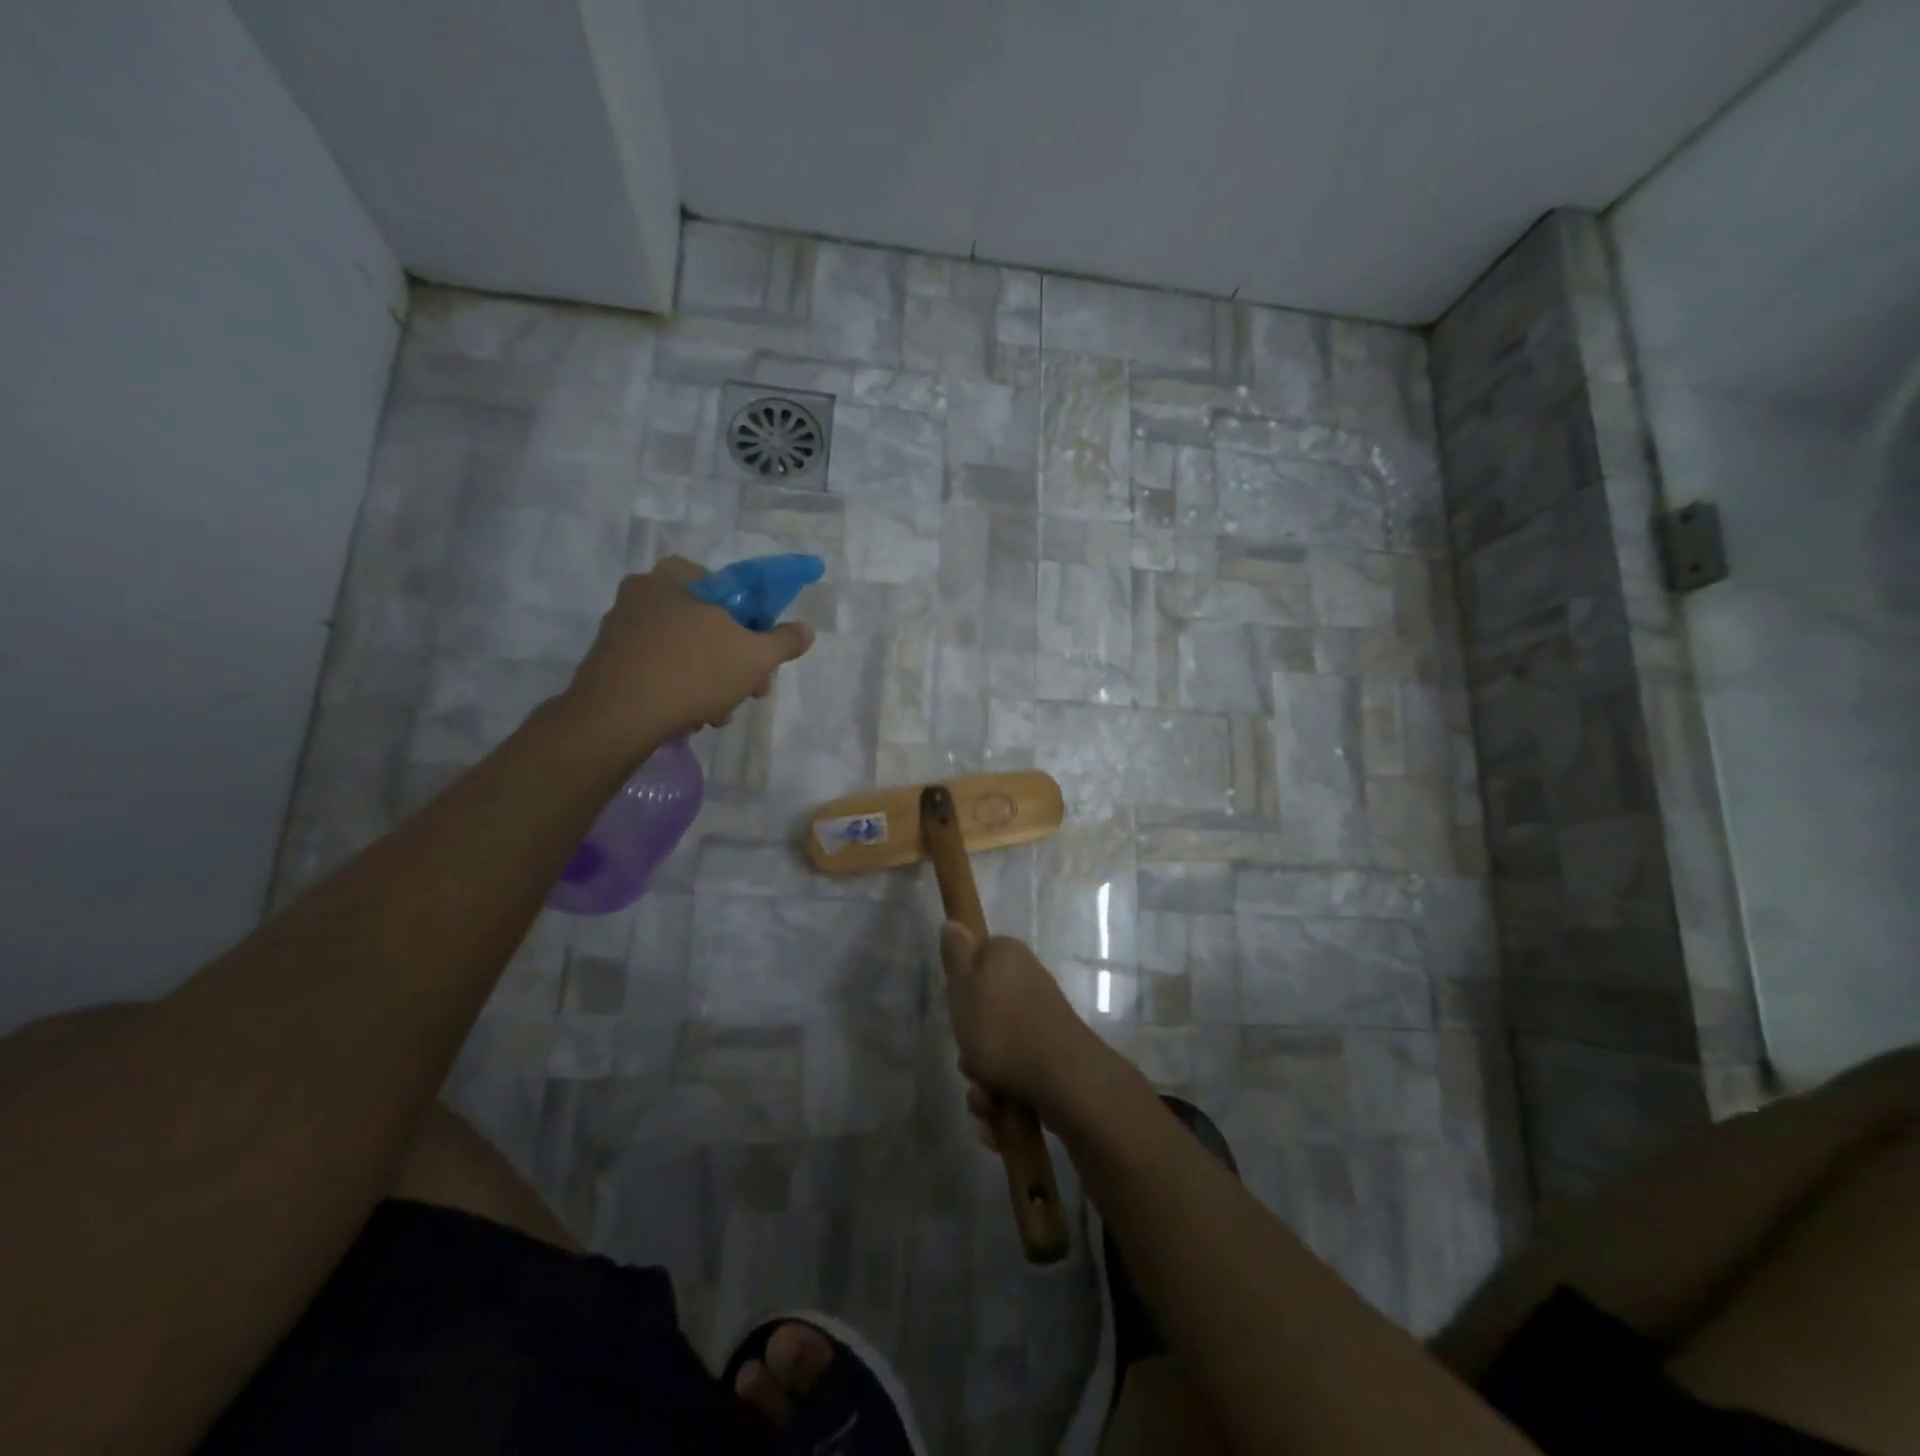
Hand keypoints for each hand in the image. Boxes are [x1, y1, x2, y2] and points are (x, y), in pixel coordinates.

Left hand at [564, 556, 814, 747]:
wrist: (616, 717)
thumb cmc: (692, 672)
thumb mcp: (754, 656)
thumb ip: (784, 640)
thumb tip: (806, 629)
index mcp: (677, 576)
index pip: (730, 587)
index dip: (755, 623)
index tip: (763, 654)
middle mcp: (645, 592)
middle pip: (709, 623)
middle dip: (735, 661)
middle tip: (751, 690)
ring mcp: (622, 626)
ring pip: (686, 650)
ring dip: (711, 680)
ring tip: (719, 713)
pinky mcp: (609, 659)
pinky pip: (659, 667)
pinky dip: (679, 688)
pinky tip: (690, 716)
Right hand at [940, 924, 1108, 1132]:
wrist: (1062, 1080)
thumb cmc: (1002, 1028)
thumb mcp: (963, 987)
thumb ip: (955, 956)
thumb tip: (953, 923)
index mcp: (1007, 957)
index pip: (975, 960)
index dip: (960, 988)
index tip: (957, 1010)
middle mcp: (1027, 981)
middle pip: (983, 1013)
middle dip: (970, 1048)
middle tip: (969, 1061)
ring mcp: (1041, 1020)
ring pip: (996, 1051)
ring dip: (983, 1082)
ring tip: (986, 1100)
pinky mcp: (1051, 1056)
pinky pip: (1015, 1075)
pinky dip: (1004, 1100)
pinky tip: (999, 1117)